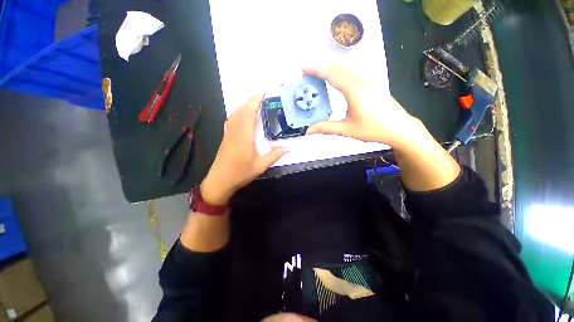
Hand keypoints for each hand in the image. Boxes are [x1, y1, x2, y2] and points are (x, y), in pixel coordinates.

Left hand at [200, 94, 287, 204]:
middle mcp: (235, 131)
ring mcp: (228, 133)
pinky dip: (238, 113)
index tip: (262, 92)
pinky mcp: (226, 137)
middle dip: (251, 100)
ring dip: (244, 106)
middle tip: (262, 95)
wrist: (219, 181)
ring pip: (235, 114)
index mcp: (244, 136)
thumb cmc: (240, 173)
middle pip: (241, 110)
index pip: (249, 113)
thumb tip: (288, 148)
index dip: (255, 101)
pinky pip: (232, 119)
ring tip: (254, 103)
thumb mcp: (260, 166)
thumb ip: (274, 155)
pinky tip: (242, 115)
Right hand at [303, 64, 421, 147]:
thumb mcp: (347, 130)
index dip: (316, 69)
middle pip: (338, 65)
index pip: (332, 74)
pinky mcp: (372, 81)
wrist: (399, 127)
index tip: (303, 67)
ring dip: (331, 64)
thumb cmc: (374, 129)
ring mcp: (369, 79)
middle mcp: (361, 80)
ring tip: (317, 70)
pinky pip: (354, 69)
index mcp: (354, 90)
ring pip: (347, 65)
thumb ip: (326, 128)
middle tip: (306, 69)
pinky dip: (341, 67)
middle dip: (320, 65)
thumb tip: (308, 131)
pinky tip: (337, 72)